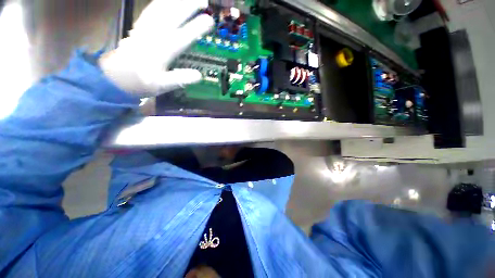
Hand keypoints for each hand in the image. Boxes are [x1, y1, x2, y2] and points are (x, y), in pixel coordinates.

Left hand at [99, 0, 213, 96]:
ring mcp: (146, 27)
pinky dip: (161, 1)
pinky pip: (152, 8)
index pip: (183, 36)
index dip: (197, 27)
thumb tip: (199, 76)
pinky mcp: (140, 25)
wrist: (116, 75)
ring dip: (177, 0)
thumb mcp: (161, 85)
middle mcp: (155, 34)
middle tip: (204, 1)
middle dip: (189, 5)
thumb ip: (179, 79)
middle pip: (173, 15)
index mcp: (162, 50)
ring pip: (162, 7)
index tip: (210, 20)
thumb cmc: (141, 81)